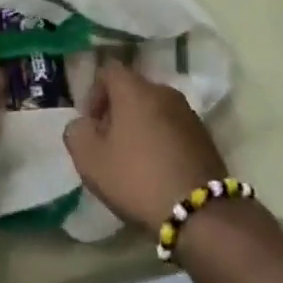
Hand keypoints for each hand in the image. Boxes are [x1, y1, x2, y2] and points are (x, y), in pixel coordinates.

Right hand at [64, 62, 226, 230]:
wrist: (200, 212)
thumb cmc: (137, 178)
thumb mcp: (90, 160)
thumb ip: (76, 133)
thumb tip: (84, 124)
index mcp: (135, 89)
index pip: (108, 70)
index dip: (94, 93)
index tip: (91, 123)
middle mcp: (164, 91)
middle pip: (133, 90)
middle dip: (117, 112)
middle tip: (108, 144)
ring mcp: (188, 113)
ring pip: (154, 109)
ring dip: (140, 126)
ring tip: (133, 160)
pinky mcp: (205, 136)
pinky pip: (173, 128)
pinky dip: (161, 140)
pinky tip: (157, 170)